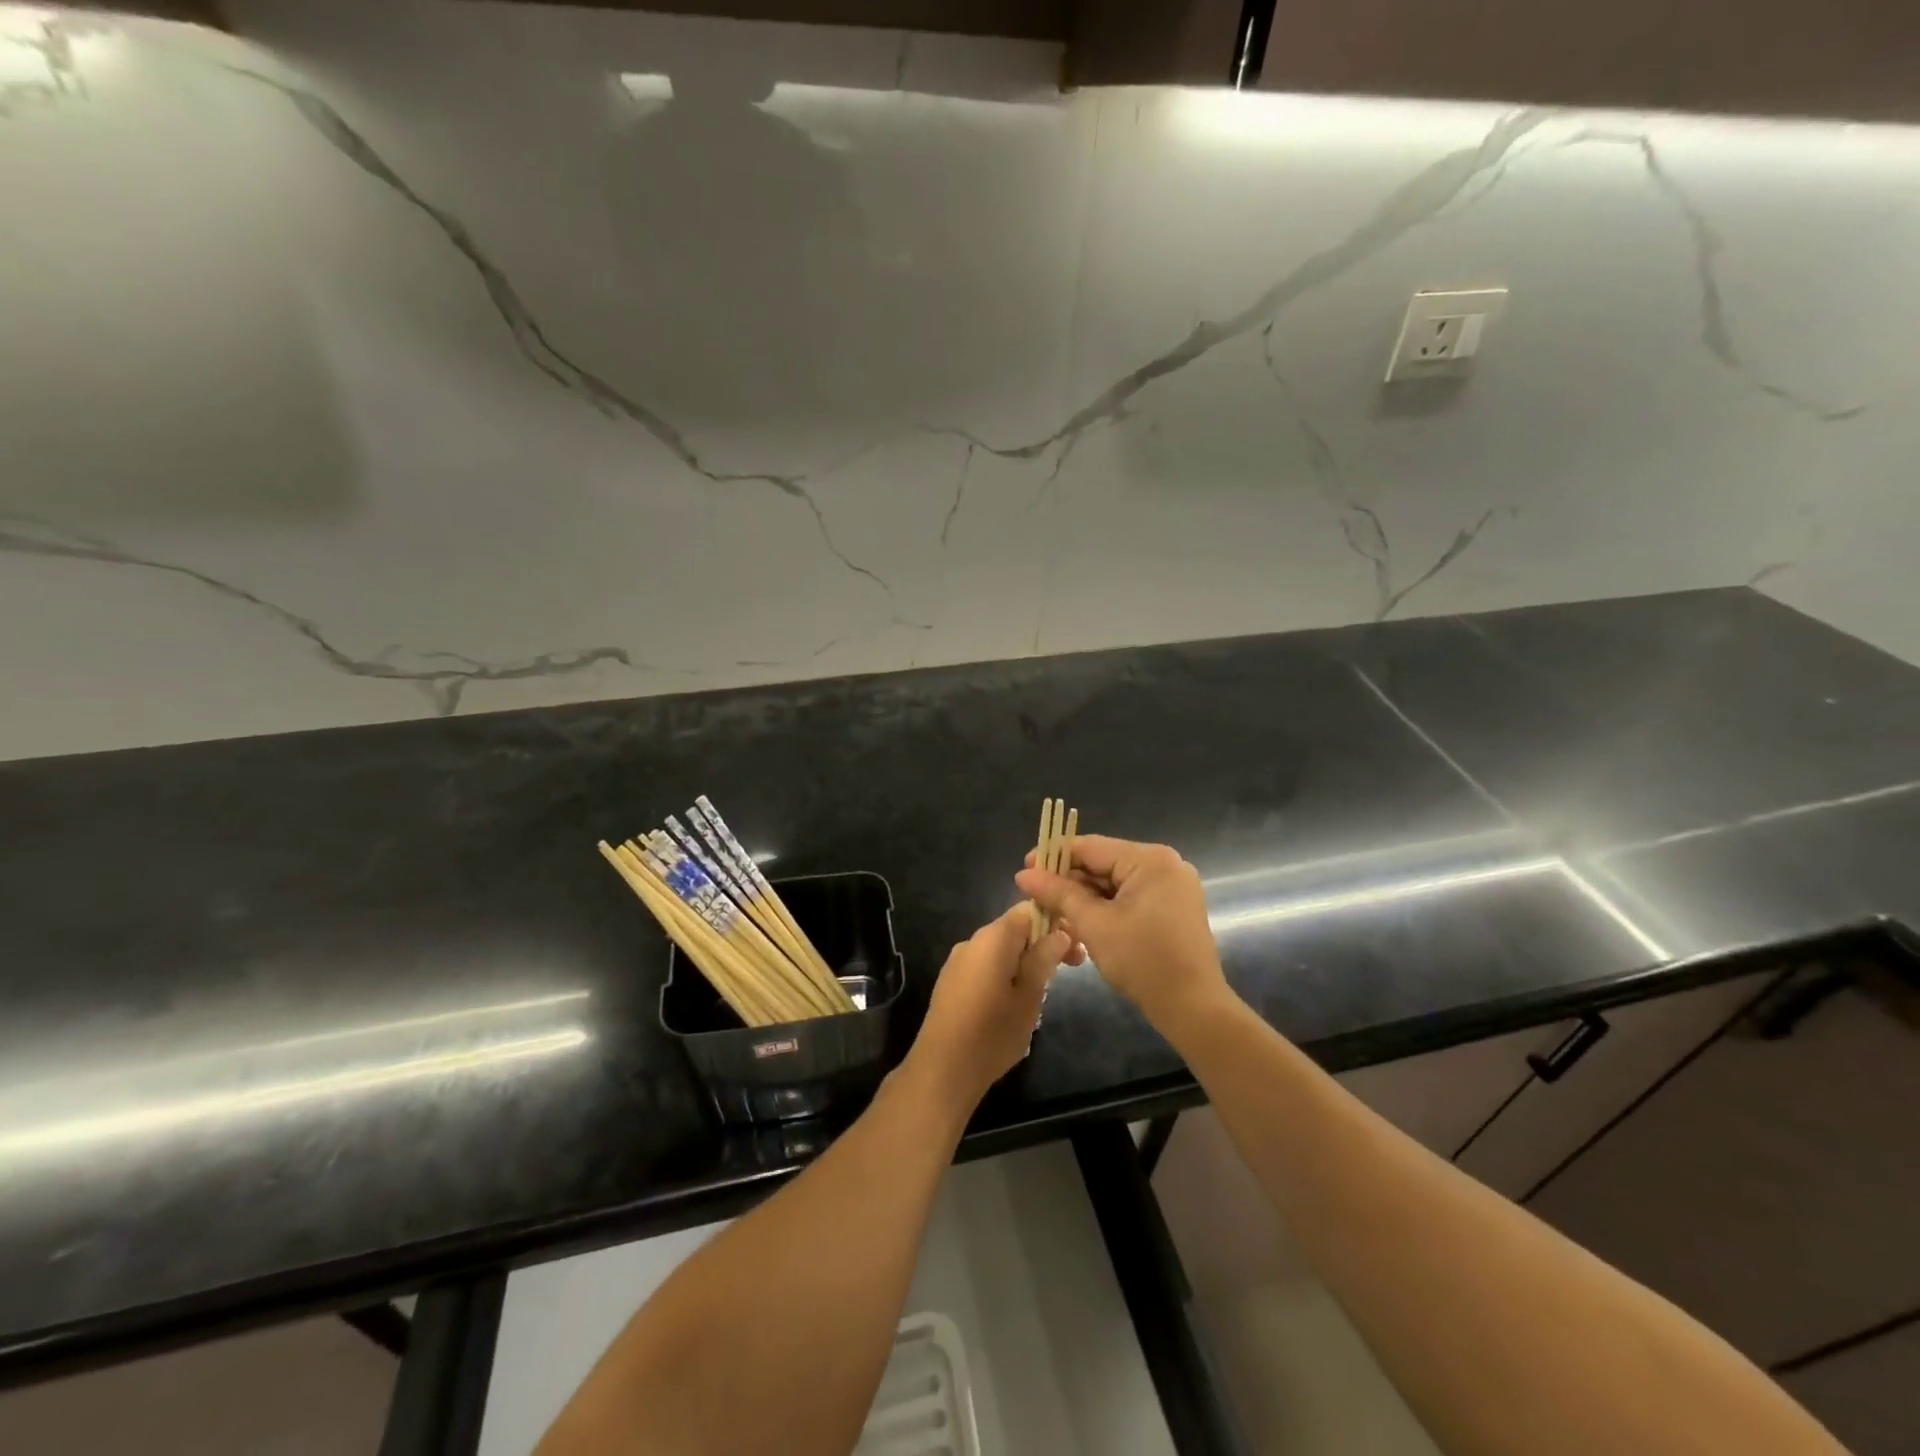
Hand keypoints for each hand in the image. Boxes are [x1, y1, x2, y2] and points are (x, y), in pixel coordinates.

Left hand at [909, 904, 1070, 1109]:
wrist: (942, 1070)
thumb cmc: (992, 1033)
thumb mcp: (1029, 997)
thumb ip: (1043, 959)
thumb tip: (1060, 932)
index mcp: (993, 938)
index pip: (1028, 910)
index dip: (1055, 922)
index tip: (1075, 947)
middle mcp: (972, 941)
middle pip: (1014, 929)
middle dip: (1043, 944)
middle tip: (1070, 970)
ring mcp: (958, 962)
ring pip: (1001, 949)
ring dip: (1025, 961)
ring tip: (1044, 992)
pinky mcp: (951, 982)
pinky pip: (985, 966)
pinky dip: (1006, 973)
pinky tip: (1014, 1002)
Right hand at [1016, 835, 1231, 1035]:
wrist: (1192, 1007)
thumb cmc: (1142, 961)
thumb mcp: (1093, 924)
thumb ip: (1058, 893)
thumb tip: (1024, 874)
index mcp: (1149, 859)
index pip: (1089, 847)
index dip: (1053, 857)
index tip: (1024, 872)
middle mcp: (1165, 864)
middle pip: (1103, 863)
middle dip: (1068, 882)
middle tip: (1036, 899)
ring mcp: (1172, 886)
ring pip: (1114, 883)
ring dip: (1084, 898)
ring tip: (1054, 914)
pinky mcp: (1173, 906)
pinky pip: (1130, 897)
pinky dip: (1106, 908)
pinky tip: (1082, 923)